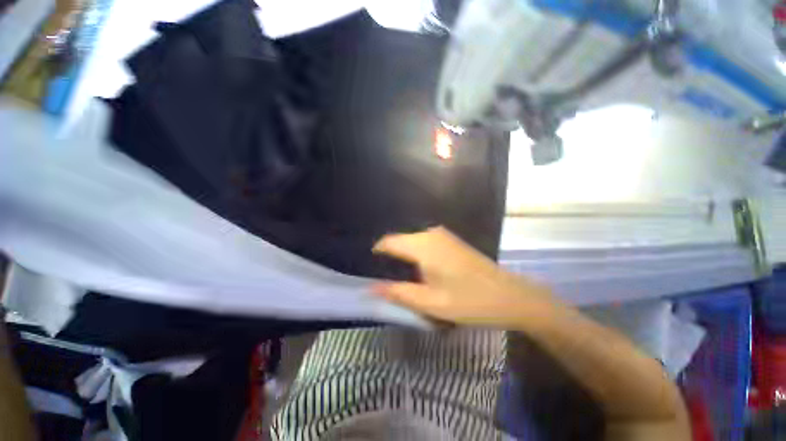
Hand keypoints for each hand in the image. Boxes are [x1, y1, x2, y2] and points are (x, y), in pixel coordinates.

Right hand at [372, 226, 559, 328]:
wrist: (511, 296)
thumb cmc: (470, 301)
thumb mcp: (431, 303)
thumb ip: (398, 293)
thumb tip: (371, 288)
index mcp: (423, 246)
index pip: (389, 242)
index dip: (377, 253)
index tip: (370, 269)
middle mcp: (430, 234)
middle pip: (400, 241)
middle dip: (390, 258)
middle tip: (389, 280)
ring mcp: (442, 235)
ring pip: (412, 241)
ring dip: (404, 257)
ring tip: (404, 278)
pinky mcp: (450, 240)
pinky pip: (424, 242)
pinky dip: (416, 254)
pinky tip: (422, 271)